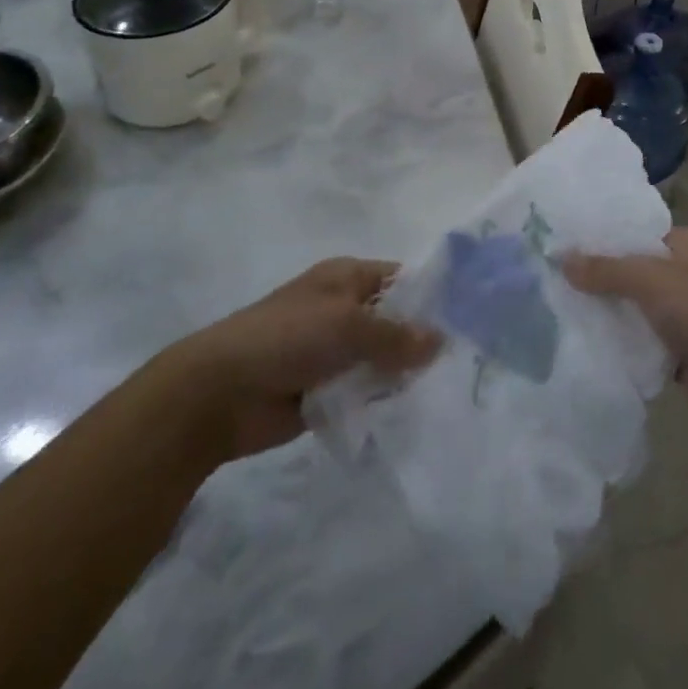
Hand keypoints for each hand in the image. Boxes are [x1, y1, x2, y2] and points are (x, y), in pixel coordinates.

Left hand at [167, 258, 439, 460]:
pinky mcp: (325, 390)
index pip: (401, 279)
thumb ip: (396, 335)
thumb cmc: (286, 338)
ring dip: (401, 373)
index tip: (467, 320)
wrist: (220, 393)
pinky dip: (380, 399)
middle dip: (421, 339)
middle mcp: (344, 309)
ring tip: (444, 389)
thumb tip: (440, 341)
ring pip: (382, 358)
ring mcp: (334, 351)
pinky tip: (411, 411)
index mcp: (347, 277)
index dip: (431, 296)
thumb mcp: (348, 325)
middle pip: (395, 320)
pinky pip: (364, 391)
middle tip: (463, 361)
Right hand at [563, 230, 687, 443]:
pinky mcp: (686, 352)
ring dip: (613, 314)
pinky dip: (626, 344)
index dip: (608, 239)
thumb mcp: (651, 280)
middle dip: (605, 279)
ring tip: (564, 311)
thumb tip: (562, 258)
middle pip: (639, 272)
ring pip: (641, 309)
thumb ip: (606, 269)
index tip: (569, 246)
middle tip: (559, 281)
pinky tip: (590, 345)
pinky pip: (647, 342)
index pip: (642, 234)